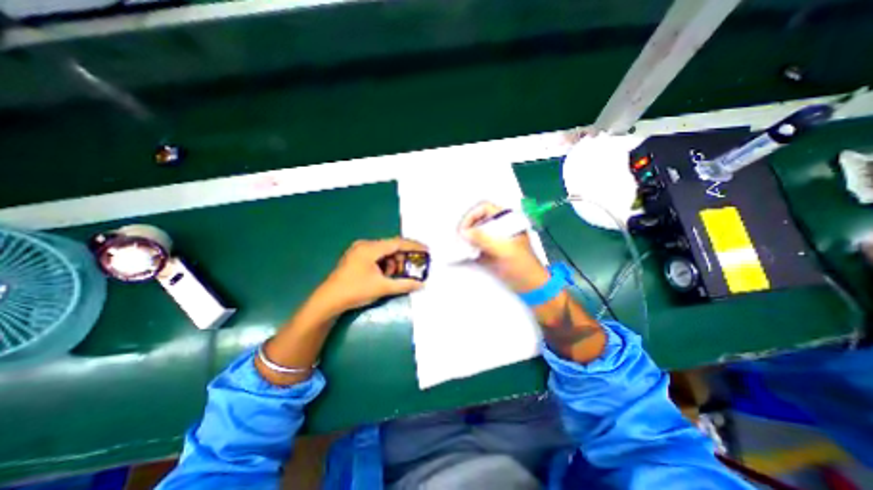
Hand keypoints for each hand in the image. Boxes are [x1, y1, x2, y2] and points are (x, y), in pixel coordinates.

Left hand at [314, 238, 427, 313]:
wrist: (328, 301)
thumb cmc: (355, 291)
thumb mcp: (382, 287)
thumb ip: (404, 284)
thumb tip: (422, 284)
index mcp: (370, 248)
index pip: (397, 243)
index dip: (414, 246)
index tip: (427, 250)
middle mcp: (365, 245)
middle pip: (391, 247)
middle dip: (403, 257)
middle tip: (414, 266)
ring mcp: (359, 250)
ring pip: (384, 252)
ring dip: (394, 262)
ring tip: (397, 275)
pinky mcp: (356, 257)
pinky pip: (376, 256)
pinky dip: (385, 264)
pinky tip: (386, 275)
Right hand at [460, 202, 546, 292]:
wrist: (530, 286)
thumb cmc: (522, 265)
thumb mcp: (503, 250)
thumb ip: (483, 239)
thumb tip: (464, 232)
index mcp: (507, 220)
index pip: (484, 208)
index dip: (472, 216)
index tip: (463, 229)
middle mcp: (499, 226)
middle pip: (477, 219)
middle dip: (467, 227)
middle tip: (459, 238)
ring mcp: (494, 239)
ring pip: (475, 232)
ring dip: (466, 238)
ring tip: (460, 246)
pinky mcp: (489, 251)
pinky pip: (475, 245)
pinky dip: (468, 248)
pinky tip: (463, 253)